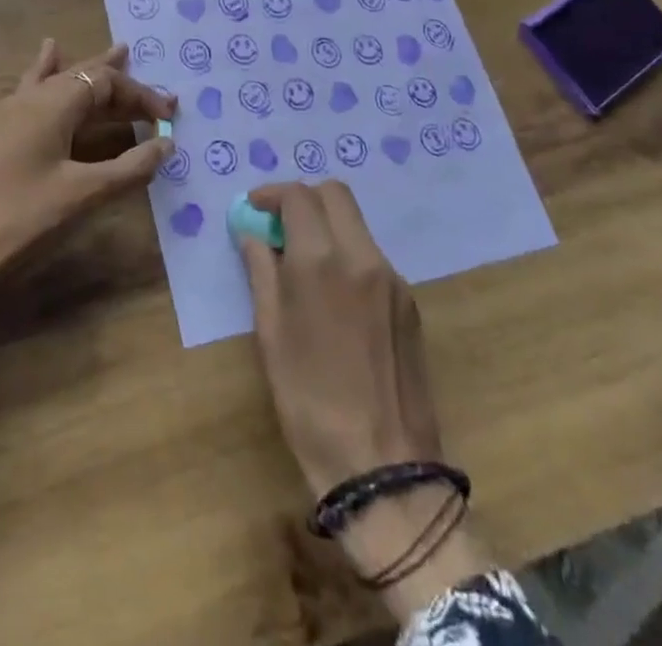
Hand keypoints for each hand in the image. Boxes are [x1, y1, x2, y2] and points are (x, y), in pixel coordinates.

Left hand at [0, 40, 177, 330]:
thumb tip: (167, 144)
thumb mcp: (81, 195)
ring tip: (116, 51)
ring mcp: (10, 112)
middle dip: (121, 83)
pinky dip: (47, 72)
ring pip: (58, 80)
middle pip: (83, 78)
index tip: (170, 115)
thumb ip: (128, 168)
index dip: (141, 96)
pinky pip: (31, 88)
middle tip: (154, 91)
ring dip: (88, 71)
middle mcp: (31, 98)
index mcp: (53, 104)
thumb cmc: (20, 220)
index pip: (106, 84)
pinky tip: (47, 55)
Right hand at [240, 181, 490, 615]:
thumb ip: (261, 271)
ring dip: (327, 225)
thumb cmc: (309, 402)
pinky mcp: (409, 302)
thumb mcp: (271, 334)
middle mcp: (362, 256)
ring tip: (302, 261)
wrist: (383, 468)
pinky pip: (372, 256)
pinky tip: (333, 294)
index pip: (298, 196)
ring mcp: (392, 278)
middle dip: (303, 198)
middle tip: (280, 225)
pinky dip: (347, 253)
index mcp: (322, 261)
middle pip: (335, 194)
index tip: (253, 209)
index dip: (271, 194)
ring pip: (356, 223)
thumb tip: (252, 234)